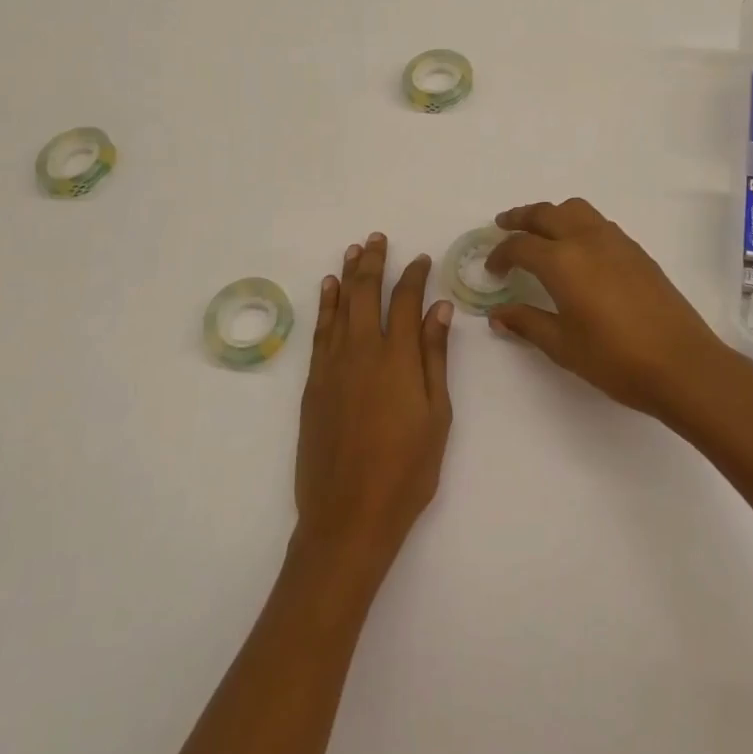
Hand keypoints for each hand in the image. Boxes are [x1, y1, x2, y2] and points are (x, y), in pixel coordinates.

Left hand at [295, 234, 454, 571]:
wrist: (347, 515)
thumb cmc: (406, 471)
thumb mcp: (436, 415)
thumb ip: (435, 357)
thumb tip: (439, 309)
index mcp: (398, 357)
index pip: (406, 300)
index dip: (414, 275)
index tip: (422, 259)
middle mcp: (362, 350)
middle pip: (367, 292)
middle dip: (374, 262)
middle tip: (378, 238)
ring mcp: (332, 364)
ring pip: (340, 305)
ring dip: (347, 275)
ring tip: (354, 251)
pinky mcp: (313, 382)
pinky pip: (320, 330)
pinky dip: (325, 305)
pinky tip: (328, 290)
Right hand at [485, 198, 732, 418]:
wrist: (682, 364)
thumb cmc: (615, 359)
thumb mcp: (563, 346)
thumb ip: (527, 323)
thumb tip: (498, 313)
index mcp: (562, 261)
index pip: (520, 246)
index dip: (500, 255)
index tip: (492, 269)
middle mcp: (586, 239)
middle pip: (545, 213)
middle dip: (520, 218)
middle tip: (503, 226)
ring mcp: (615, 241)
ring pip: (575, 209)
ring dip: (551, 214)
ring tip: (540, 232)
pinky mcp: (636, 250)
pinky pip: (597, 222)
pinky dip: (577, 223)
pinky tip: (578, 250)